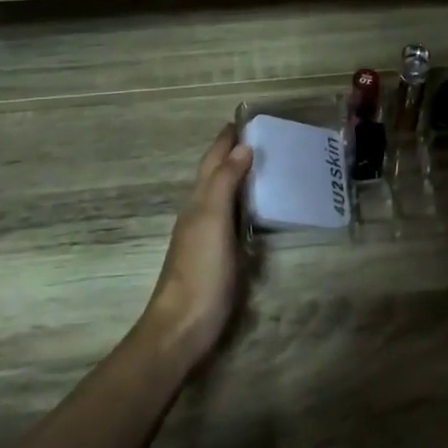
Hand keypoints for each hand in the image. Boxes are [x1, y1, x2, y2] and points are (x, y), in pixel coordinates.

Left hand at [142, 124, 253, 365]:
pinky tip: (257, 212)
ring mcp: (208, 238)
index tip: (242, 120)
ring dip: (238, 179)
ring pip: (223, 198)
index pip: (212, 162)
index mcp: (198, 203)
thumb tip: (242, 147)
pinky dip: (244, 206)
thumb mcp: (212, 221)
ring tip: (264, 167)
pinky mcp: (219, 259)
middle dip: (232, 155)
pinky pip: (233, 220)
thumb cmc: (200, 271)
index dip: (225, 141)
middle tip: (261, 139)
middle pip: (215, 177)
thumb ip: (225, 184)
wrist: (183, 326)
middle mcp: (200, 215)